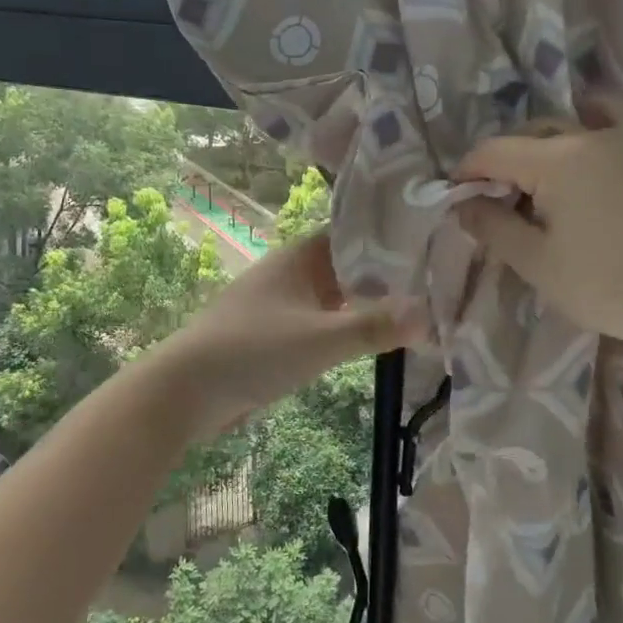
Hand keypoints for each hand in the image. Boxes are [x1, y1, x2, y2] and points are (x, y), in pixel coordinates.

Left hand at [152, 232, 424, 435]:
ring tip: (417, 308)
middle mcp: (293, 271)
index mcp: (300, 256)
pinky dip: (347, 325)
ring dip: (367, 302)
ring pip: (336, 295)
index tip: (432, 242)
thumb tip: (428, 315)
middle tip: (437, 279)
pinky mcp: (277, 332)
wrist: (185, 390)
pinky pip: (323, 320)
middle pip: (349, 264)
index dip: (391, 235)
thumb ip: (374, 326)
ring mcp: (283, 302)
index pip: (354, 232)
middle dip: (387, 274)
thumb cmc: (252, 351)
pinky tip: (373, 338)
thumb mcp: (320, 340)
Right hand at [453, 96, 622, 352]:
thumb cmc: (601, 284)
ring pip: (562, 128)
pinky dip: (592, 116)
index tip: (454, 200)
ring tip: (526, 184)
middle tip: (489, 204)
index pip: (494, 152)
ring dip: (534, 148)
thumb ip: (492, 226)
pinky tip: (582, 126)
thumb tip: (463, 204)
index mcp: (556, 160)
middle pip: (525, 136)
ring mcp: (619, 143)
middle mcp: (587, 138)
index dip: (466, 173)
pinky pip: (611, 119)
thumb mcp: (534, 261)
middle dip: (498, 165)